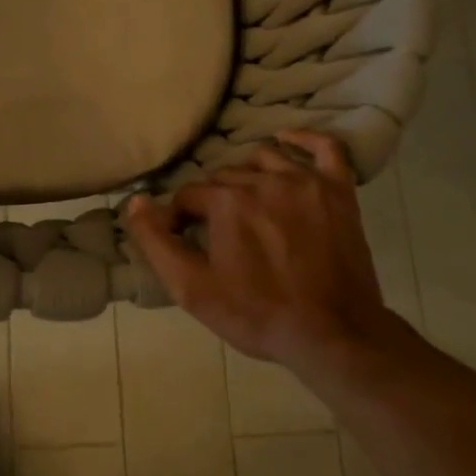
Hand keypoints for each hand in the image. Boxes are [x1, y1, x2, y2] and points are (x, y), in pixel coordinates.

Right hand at [122, 130, 401, 368]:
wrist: (334, 336)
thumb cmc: (257, 314)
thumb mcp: (191, 289)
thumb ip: (155, 242)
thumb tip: (135, 201)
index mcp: (227, 202)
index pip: (189, 195)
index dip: (181, 218)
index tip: (187, 242)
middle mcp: (264, 181)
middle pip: (224, 177)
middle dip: (214, 200)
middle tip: (220, 234)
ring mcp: (306, 183)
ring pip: (263, 159)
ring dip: (248, 176)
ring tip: (248, 204)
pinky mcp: (339, 192)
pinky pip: (325, 149)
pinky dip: (303, 140)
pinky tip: (287, 141)